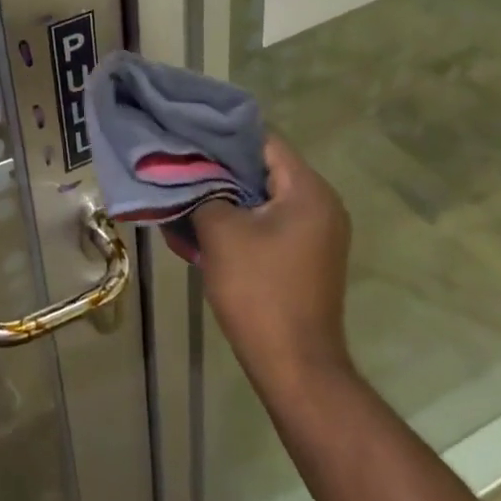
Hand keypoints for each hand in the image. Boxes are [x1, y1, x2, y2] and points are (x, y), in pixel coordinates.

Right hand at [197, 134, 354, 385]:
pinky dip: (240, 218)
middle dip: (219, 167)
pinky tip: (204, 225)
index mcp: (308, 190)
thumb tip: (185, 172)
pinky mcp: (307, 256)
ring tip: (185, 194)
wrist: (294, 365)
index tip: (186, 136)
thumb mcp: (220, 231)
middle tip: (179, 165)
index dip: (221, 135)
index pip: (263, 140)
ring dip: (226, 195)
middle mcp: (321, 204)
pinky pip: (270, 221)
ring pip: (263, 197)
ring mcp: (318, 232)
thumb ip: (202, 190)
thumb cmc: (258, 290)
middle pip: (263, 167)